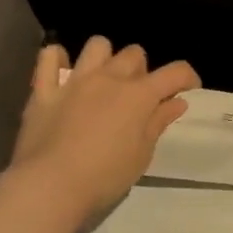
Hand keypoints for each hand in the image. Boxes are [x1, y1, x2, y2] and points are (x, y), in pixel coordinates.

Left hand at [4, 37, 199, 232]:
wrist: (50, 186)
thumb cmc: (105, 177)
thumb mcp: (141, 154)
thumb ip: (158, 122)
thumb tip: (177, 101)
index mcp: (138, 96)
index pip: (174, 72)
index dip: (187, 77)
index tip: (189, 88)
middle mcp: (109, 79)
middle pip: (134, 54)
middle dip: (142, 70)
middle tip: (138, 95)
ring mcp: (74, 81)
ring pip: (97, 46)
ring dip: (106, 58)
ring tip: (103, 80)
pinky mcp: (44, 90)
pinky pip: (49, 57)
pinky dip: (58, 59)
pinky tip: (63, 72)